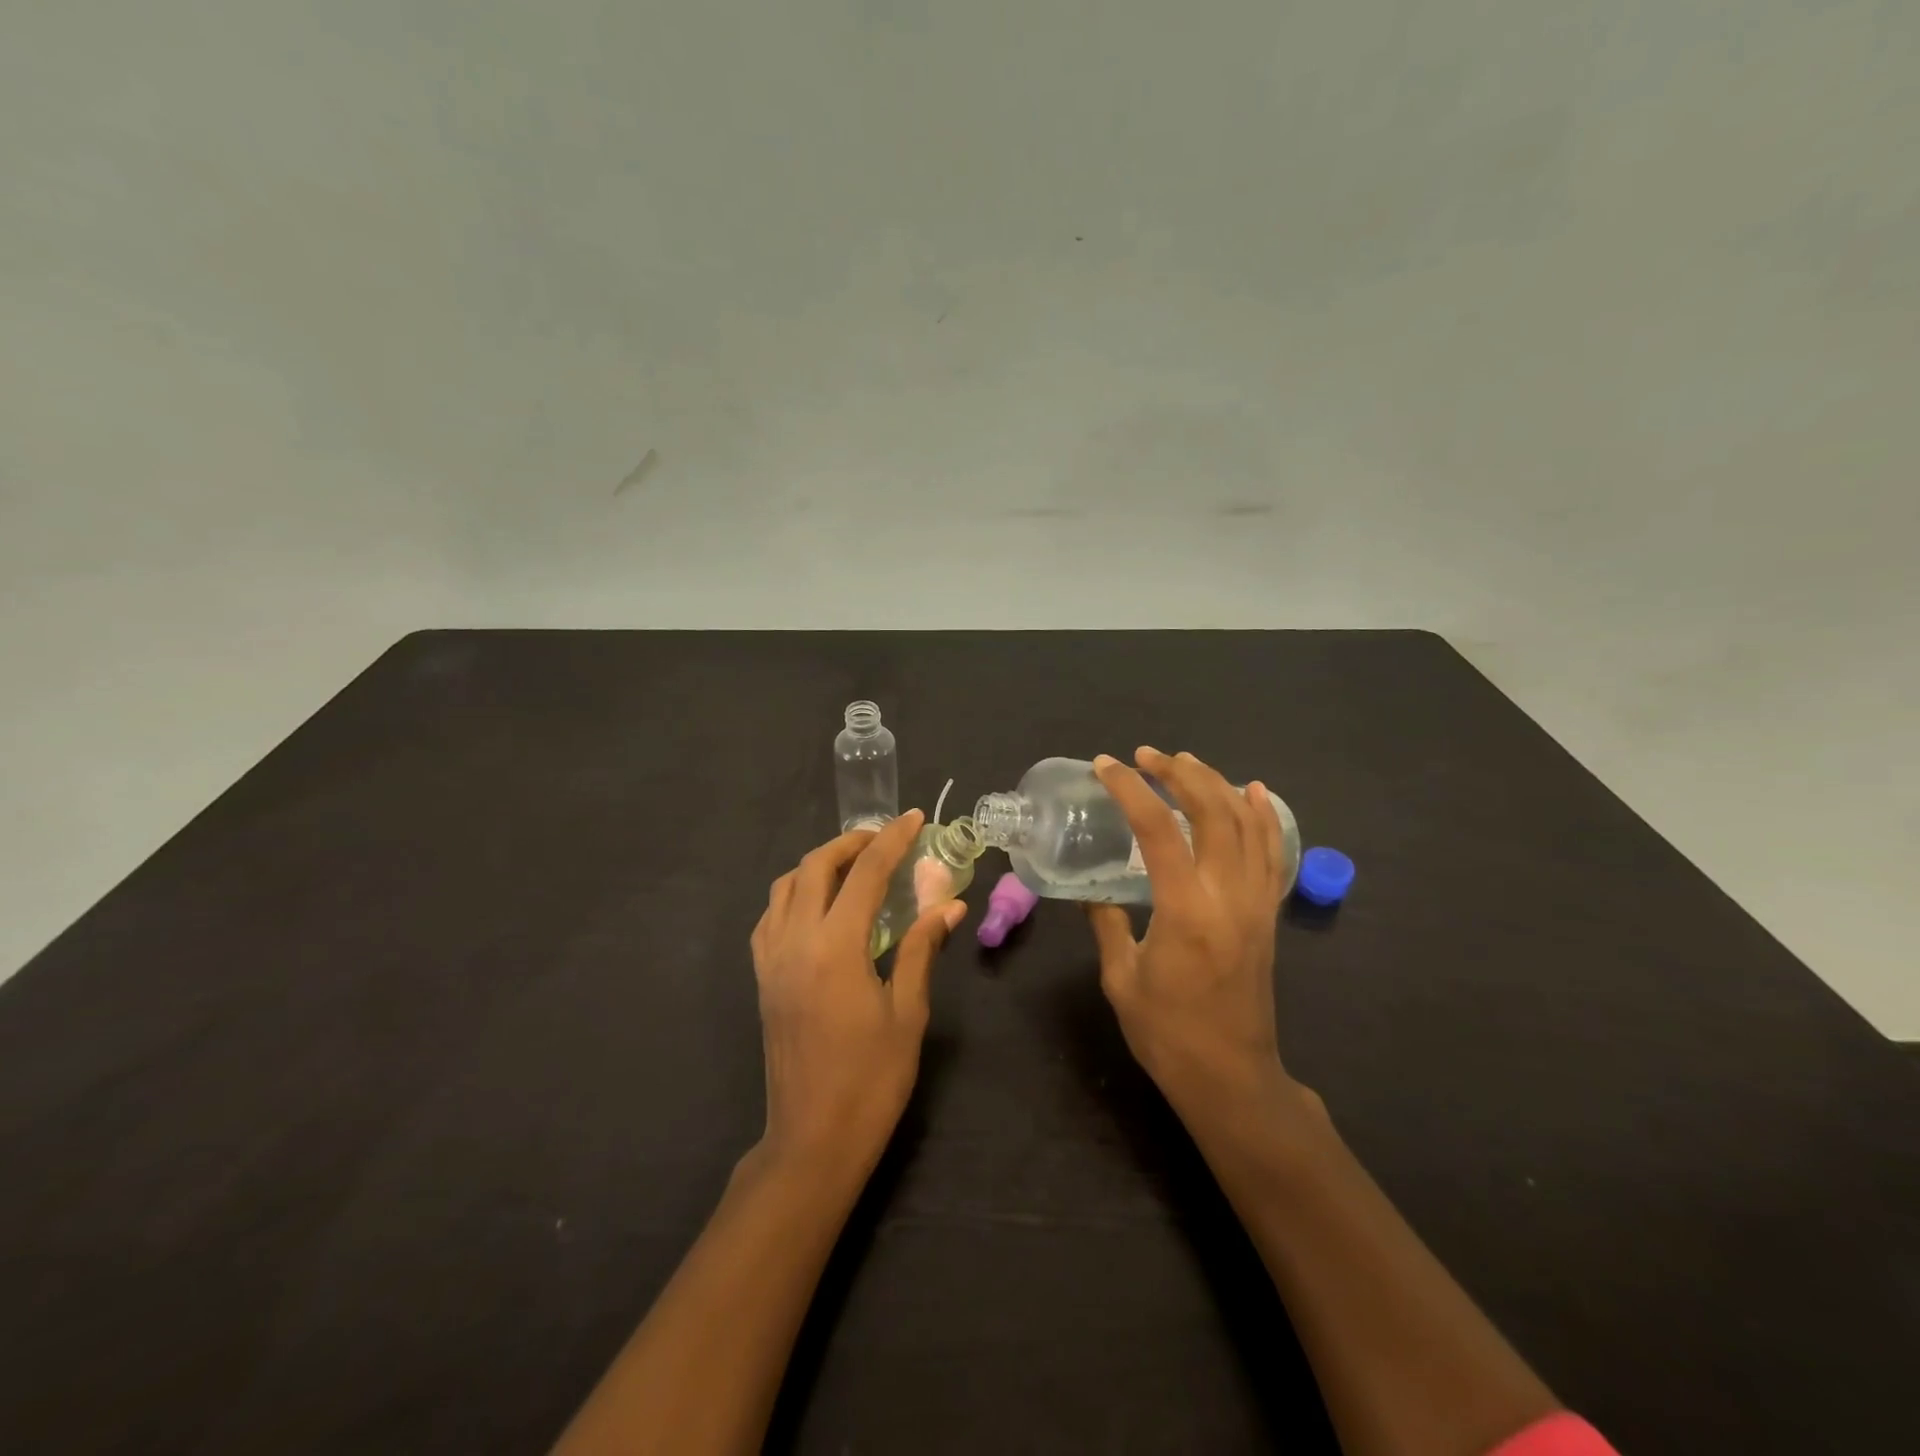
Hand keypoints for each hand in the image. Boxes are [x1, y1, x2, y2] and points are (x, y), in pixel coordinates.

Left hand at [751, 811, 965, 1180]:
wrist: (812, 1139)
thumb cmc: (871, 1079)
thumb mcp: (907, 1012)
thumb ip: (922, 949)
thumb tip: (949, 904)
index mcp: (835, 948)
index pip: (866, 874)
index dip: (892, 840)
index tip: (914, 818)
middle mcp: (795, 941)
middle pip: (815, 867)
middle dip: (851, 843)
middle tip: (884, 839)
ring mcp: (771, 959)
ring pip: (785, 886)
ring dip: (819, 864)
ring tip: (853, 867)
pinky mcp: (762, 978)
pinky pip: (771, 916)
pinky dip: (796, 894)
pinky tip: (820, 907)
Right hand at [1086, 748, 1302, 1130]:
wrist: (1231, 1078)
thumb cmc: (1168, 1034)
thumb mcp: (1121, 978)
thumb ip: (1106, 923)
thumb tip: (1089, 890)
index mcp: (1186, 910)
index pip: (1159, 829)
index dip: (1131, 789)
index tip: (1106, 766)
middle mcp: (1229, 896)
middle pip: (1213, 811)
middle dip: (1178, 773)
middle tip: (1146, 756)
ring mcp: (1256, 903)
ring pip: (1247, 823)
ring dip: (1216, 784)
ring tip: (1186, 762)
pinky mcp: (1268, 914)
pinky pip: (1272, 852)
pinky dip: (1263, 815)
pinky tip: (1251, 791)